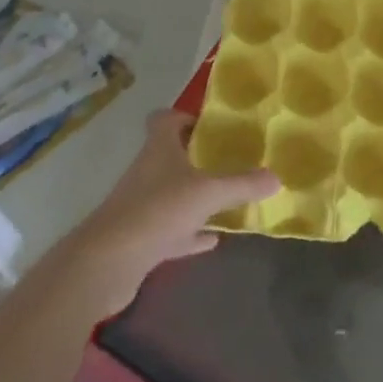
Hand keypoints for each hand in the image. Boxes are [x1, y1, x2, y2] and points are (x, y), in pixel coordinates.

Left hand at [61, 111, 277, 316]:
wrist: (106, 264)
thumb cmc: (157, 211)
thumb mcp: (208, 193)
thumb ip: (242, 184)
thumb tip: (276, 177)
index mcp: (159, 149)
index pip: (164, 119)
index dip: (184, 117)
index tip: (209, 125)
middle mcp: (148, 172)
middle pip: (170, 156)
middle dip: (197, 158)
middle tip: (230, 159)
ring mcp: (142, 206)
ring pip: (172, 194)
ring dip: (195, 196)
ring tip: (228, 198)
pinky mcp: (140, 239)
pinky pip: (172, 230)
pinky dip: (191, 232)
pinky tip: (213, 238)